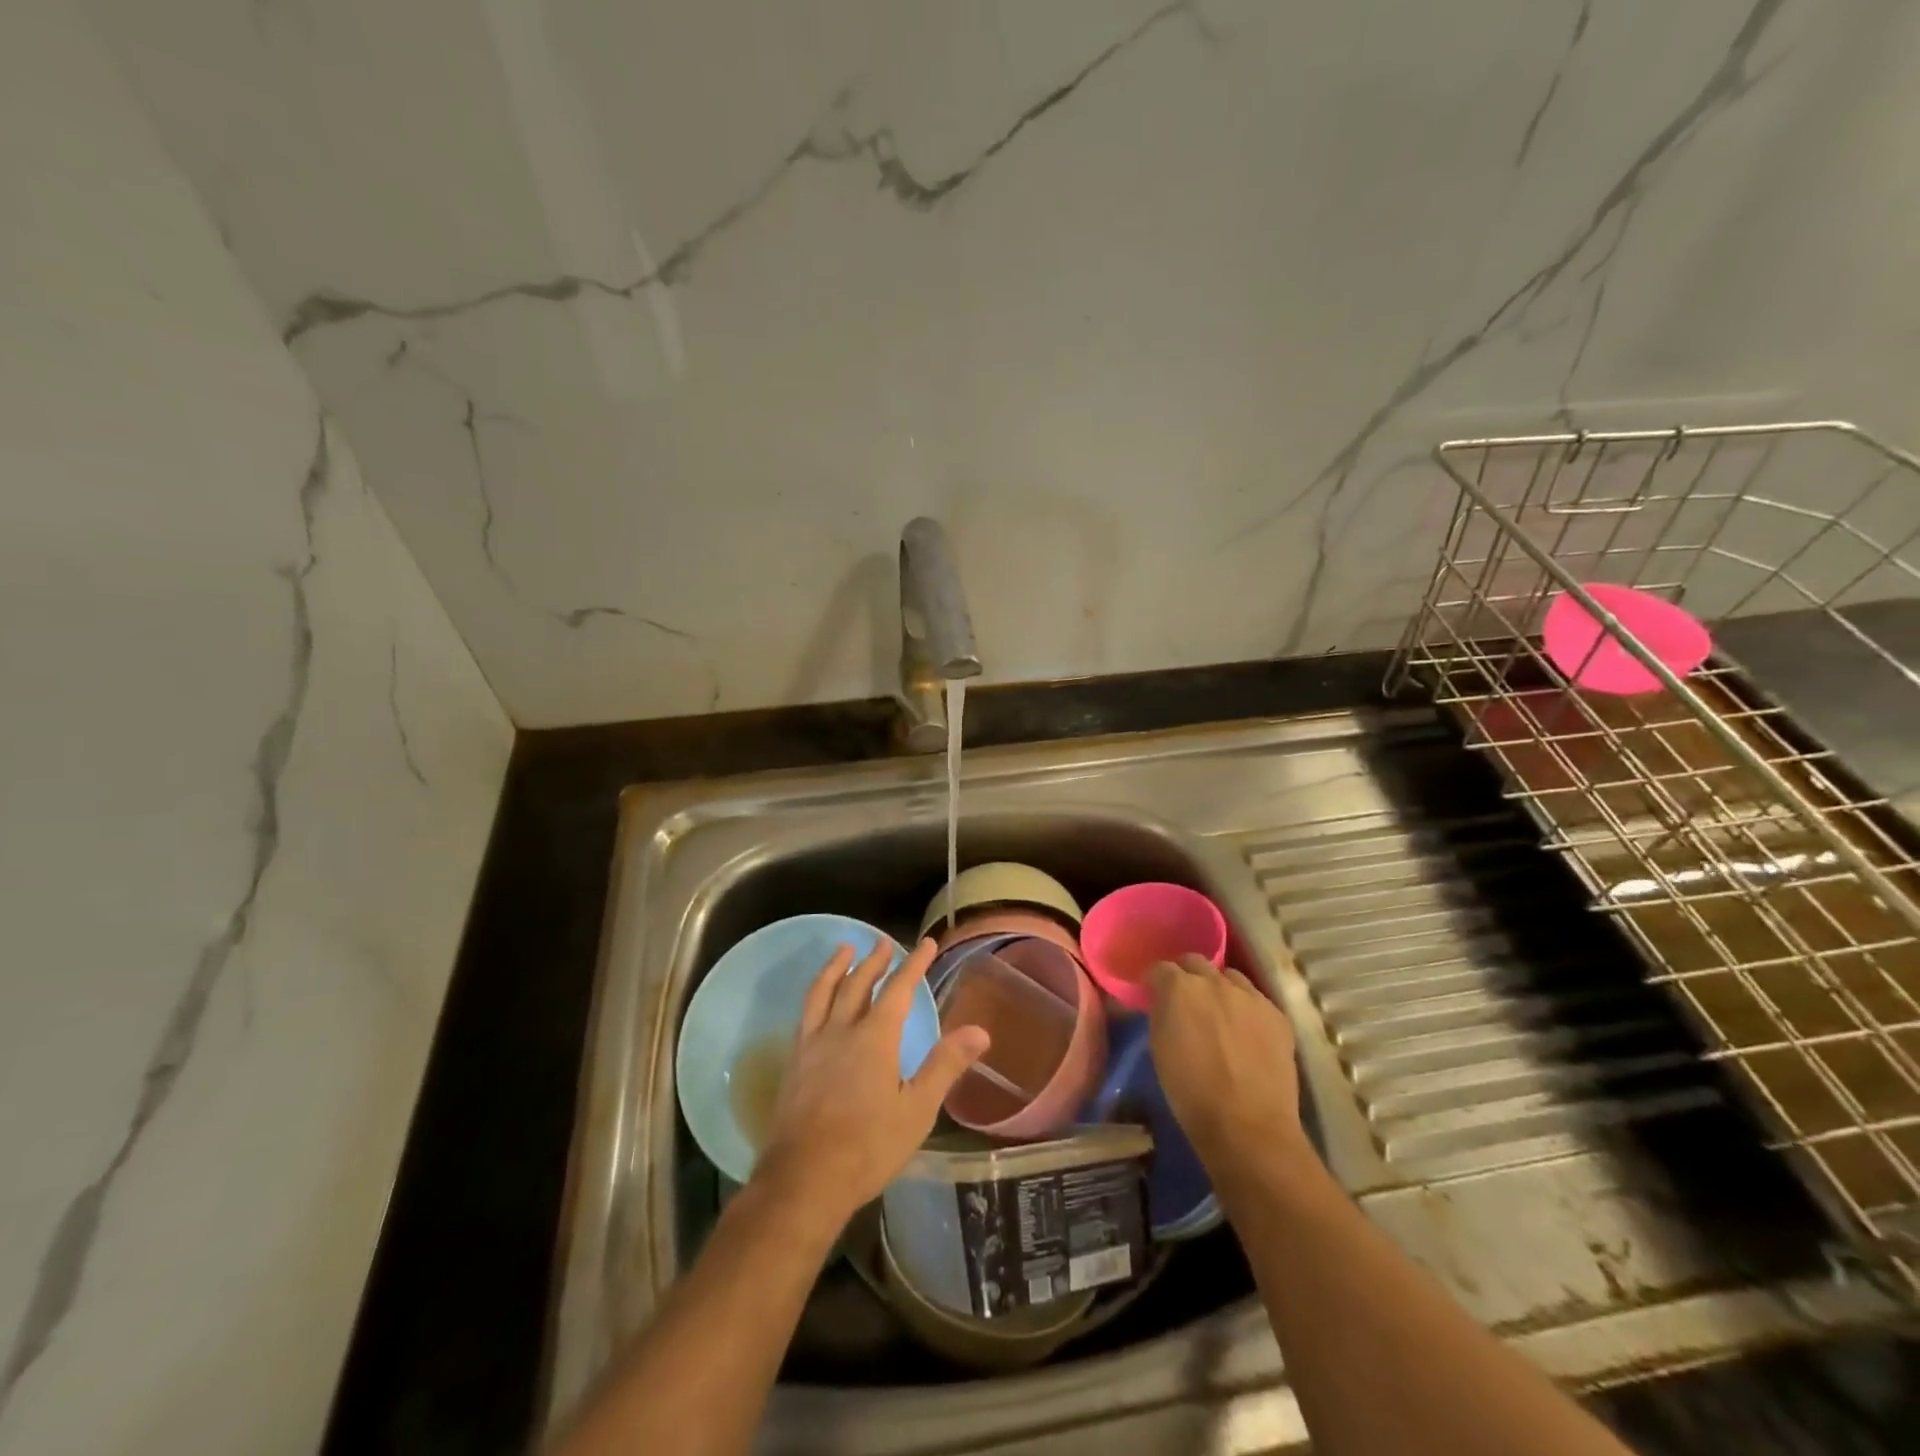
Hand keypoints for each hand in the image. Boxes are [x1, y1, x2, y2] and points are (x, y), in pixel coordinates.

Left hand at [754, 938, 988, 1231]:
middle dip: (874, 960)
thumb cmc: (868, 1147)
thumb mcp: (917, 1110)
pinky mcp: (794, 1063)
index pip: (898, 989)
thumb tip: (980, 1031)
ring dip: (836, 967)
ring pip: (823, 992)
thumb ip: (945, 1066)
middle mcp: (841, 1030)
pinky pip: (805, 1014)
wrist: (804, 1180)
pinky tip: (818, 1001)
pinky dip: (816, 994)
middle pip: (858, 983)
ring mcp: (812, 1045)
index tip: (926, 943)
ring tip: (844, 950)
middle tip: (884, 942)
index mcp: (875, 1038)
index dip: (914, 964)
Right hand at [1147, 955, 1304, 1167]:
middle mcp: (1214, 981)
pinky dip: (1246, 1008)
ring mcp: (1250, 996)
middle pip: (1195, 962)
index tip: (1152, 994)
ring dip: (1219, 987)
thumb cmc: (1190, 1092)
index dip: (1154, 981)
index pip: (1160, 968)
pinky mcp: (1277, 1014)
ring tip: (1219, 1012)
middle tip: (1184, 1000)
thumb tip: (1162, 1004)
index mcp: (1178, 988)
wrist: (1247, 1126)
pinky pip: (1256, 999)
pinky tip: (1246, 1032)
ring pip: (1229, 976)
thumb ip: (1161, 1014)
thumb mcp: (1158, 1047)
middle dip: (1186, 975)